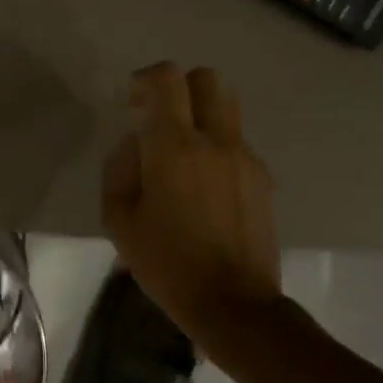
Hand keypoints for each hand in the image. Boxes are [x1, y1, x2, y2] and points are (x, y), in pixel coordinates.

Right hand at [101, 63, 282, 335]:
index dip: (146, 79)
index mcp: (174, 147)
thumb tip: (134, 145)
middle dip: (180, 87)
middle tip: (159, 118)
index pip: (167, 79)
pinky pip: (237, 142)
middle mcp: (215, 141)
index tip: (133, 100)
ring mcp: (245, 158)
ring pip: (227, 107)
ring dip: (202, 113)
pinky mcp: (263, 178)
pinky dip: (217, 146)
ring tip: (182, 150)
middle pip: (207, 79)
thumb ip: (120, 169)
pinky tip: (203, 185)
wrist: (232, 303)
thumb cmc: (166, 263)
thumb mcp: (119, 220)